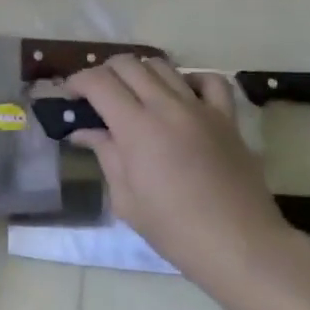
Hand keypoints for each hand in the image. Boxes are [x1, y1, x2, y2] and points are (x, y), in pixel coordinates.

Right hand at [67, 55, 299, 291]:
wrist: (241, 246)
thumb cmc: (175, 230)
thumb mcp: (127, 199)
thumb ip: (105, 155)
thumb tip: (85, 131)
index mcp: (136, 127)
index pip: (98, 82)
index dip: (78, 81)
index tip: (69, 94)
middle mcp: (166, 106)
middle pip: (128, 64)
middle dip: (105, 72)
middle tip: (98, 95)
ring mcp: (200, 108)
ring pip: (163, 65)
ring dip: (141, 73)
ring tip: (135, 95)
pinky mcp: (227, 117)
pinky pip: (210, 81)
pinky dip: (191, 80)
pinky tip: (182, 96)